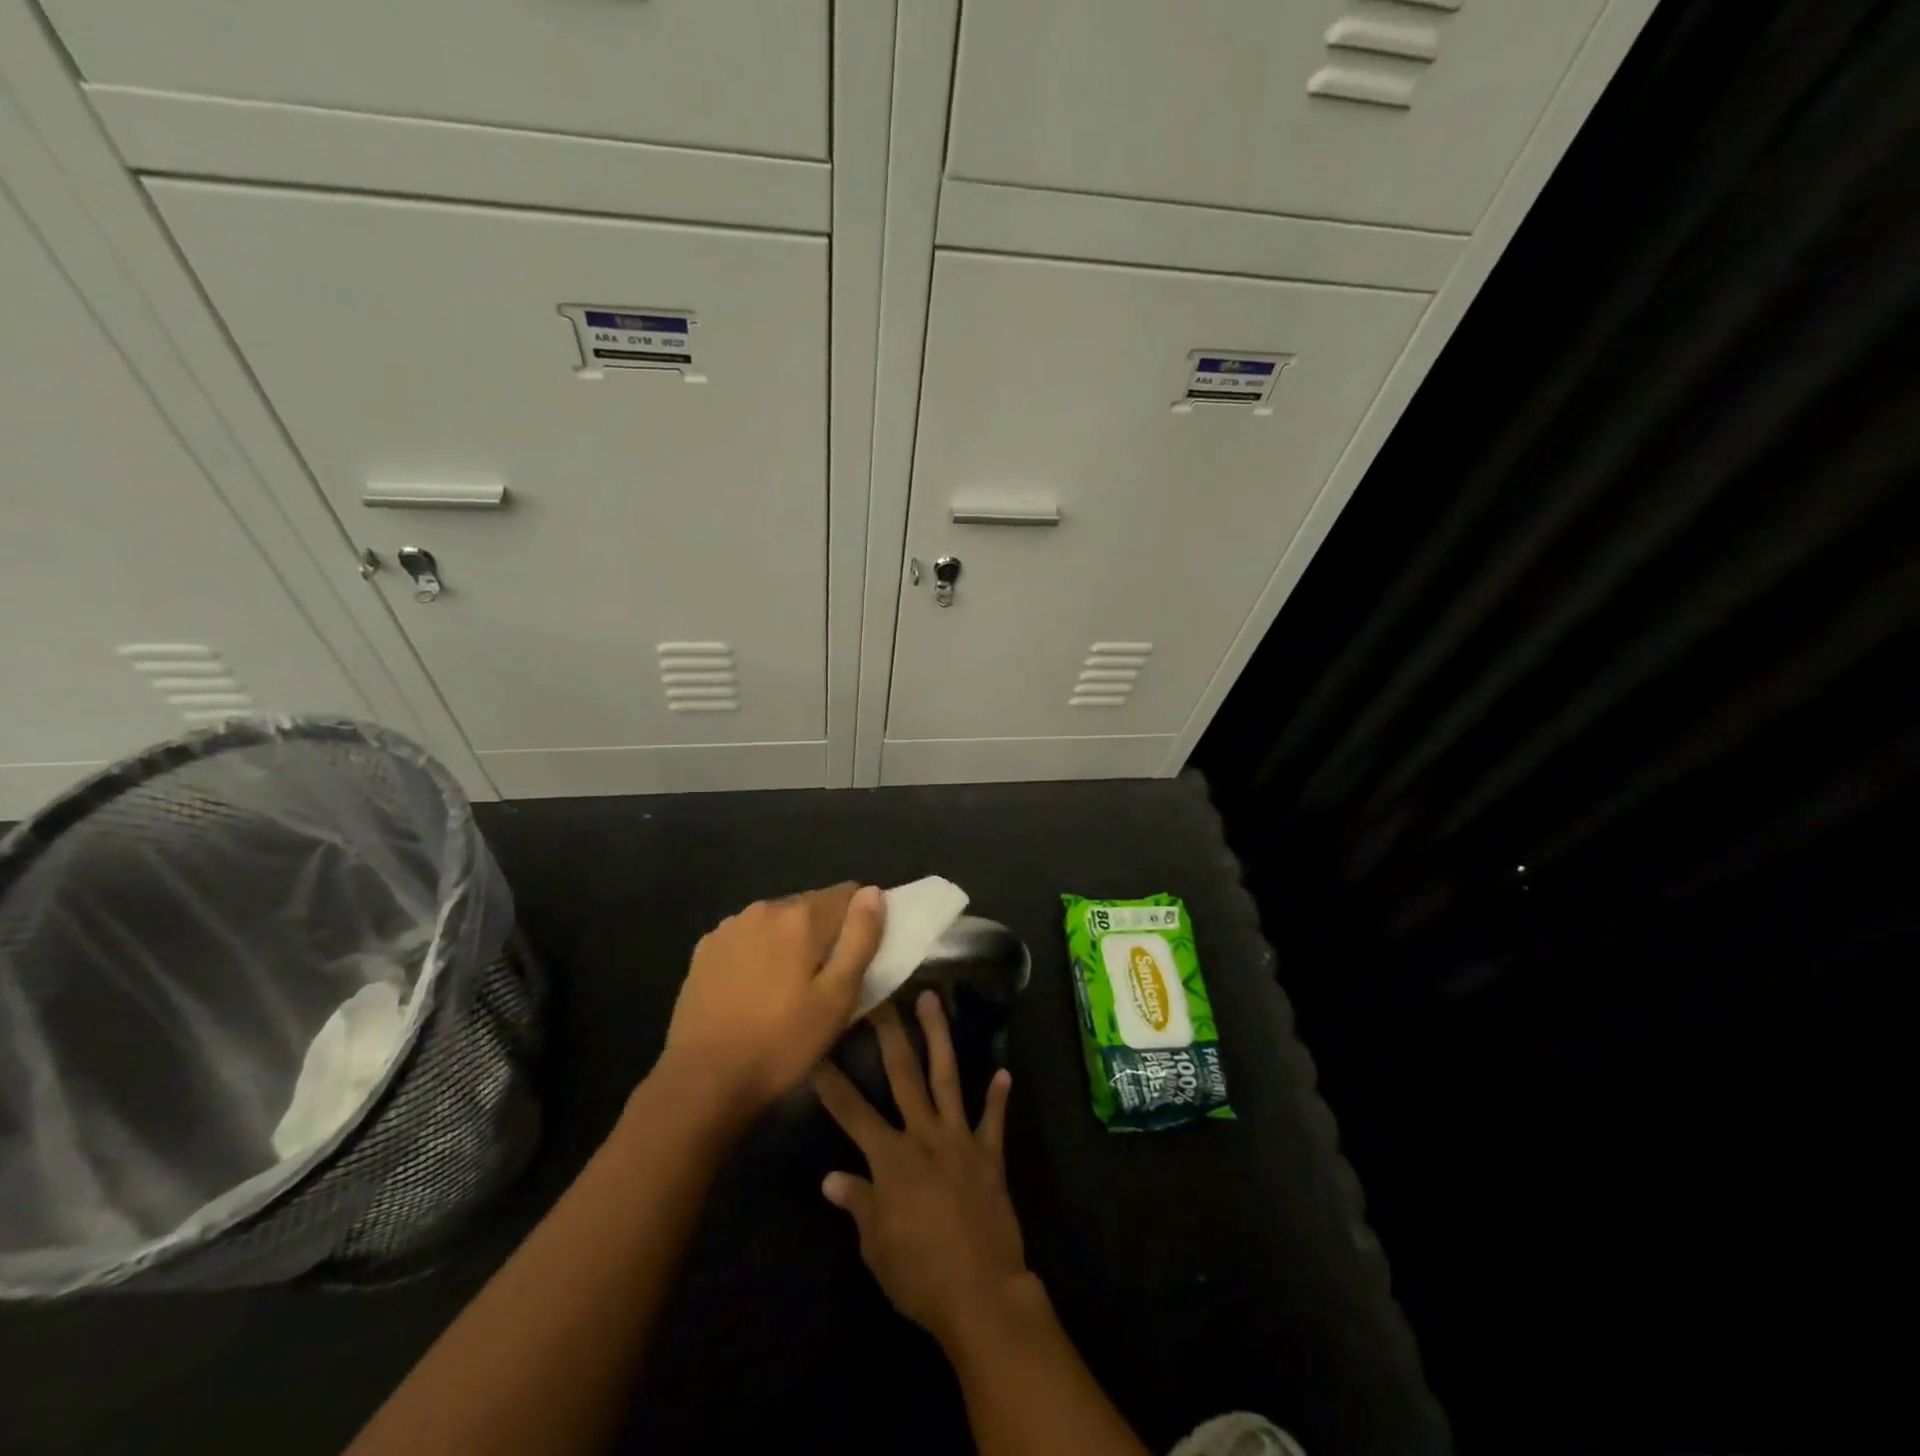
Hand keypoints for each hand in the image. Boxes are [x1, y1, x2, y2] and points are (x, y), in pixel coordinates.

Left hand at [662, 883, 884, 1117]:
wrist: (703, 1081)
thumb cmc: (782, 1043)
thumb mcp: (838, 997)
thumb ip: (861, 938)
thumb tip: (872, 892)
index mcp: (801, 916)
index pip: (847, 894)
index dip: (859, 922)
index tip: (855, 958)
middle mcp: (764, 908)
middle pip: (810, 907)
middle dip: (823, 934)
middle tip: (822, 983)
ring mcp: (729, 927)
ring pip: (777, 922)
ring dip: (789, 942)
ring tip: (786, 990)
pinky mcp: (705, 949)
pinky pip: (747, 938)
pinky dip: (758, 953)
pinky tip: (752, 991)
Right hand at [812, 991, 1024, 1350]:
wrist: (981, 1294)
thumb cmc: (918, 1275)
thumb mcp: (875, 1246)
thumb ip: (858, 1203)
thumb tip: (831, 1178)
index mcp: (891, 1158)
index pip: (851, 1111)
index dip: (830, 1081)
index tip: (817, 1047)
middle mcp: (924, 1136)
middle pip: (903, 1074)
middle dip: (890, 1033)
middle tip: (883, 995)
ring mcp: (959, 1140)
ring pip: (947, 1077)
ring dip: (939, 1036)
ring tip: (932, 1000)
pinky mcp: (989, 1155)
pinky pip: (994, 1120)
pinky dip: (998, 1098)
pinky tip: (1004, 1072)